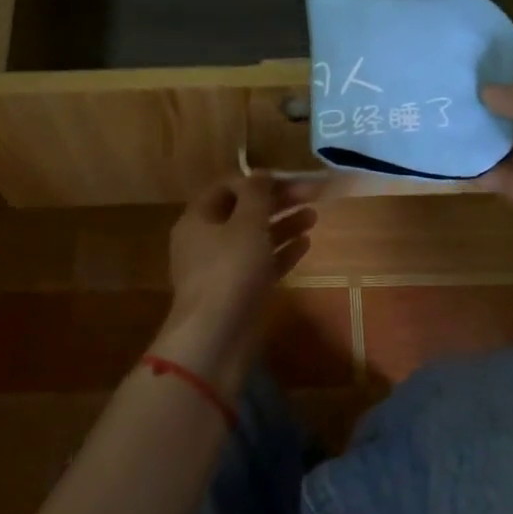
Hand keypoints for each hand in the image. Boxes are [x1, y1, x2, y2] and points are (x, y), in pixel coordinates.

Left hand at [154, 176, 319, 396]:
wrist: (215, 339)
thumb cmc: (229, 271)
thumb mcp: (246, 224)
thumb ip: (256, 194)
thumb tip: (260, 174)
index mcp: (198, 218)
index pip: (227, 187)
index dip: (257, 180)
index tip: (288, 179)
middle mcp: (206, 240)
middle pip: (244, 212)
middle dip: (277, 202)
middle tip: (312, 195)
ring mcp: (222, 269)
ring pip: (254, 238)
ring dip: (283, 225)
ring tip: (314, 215)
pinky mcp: (238, 293)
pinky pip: (261, 264)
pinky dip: (281, 252)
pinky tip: (306, 244)